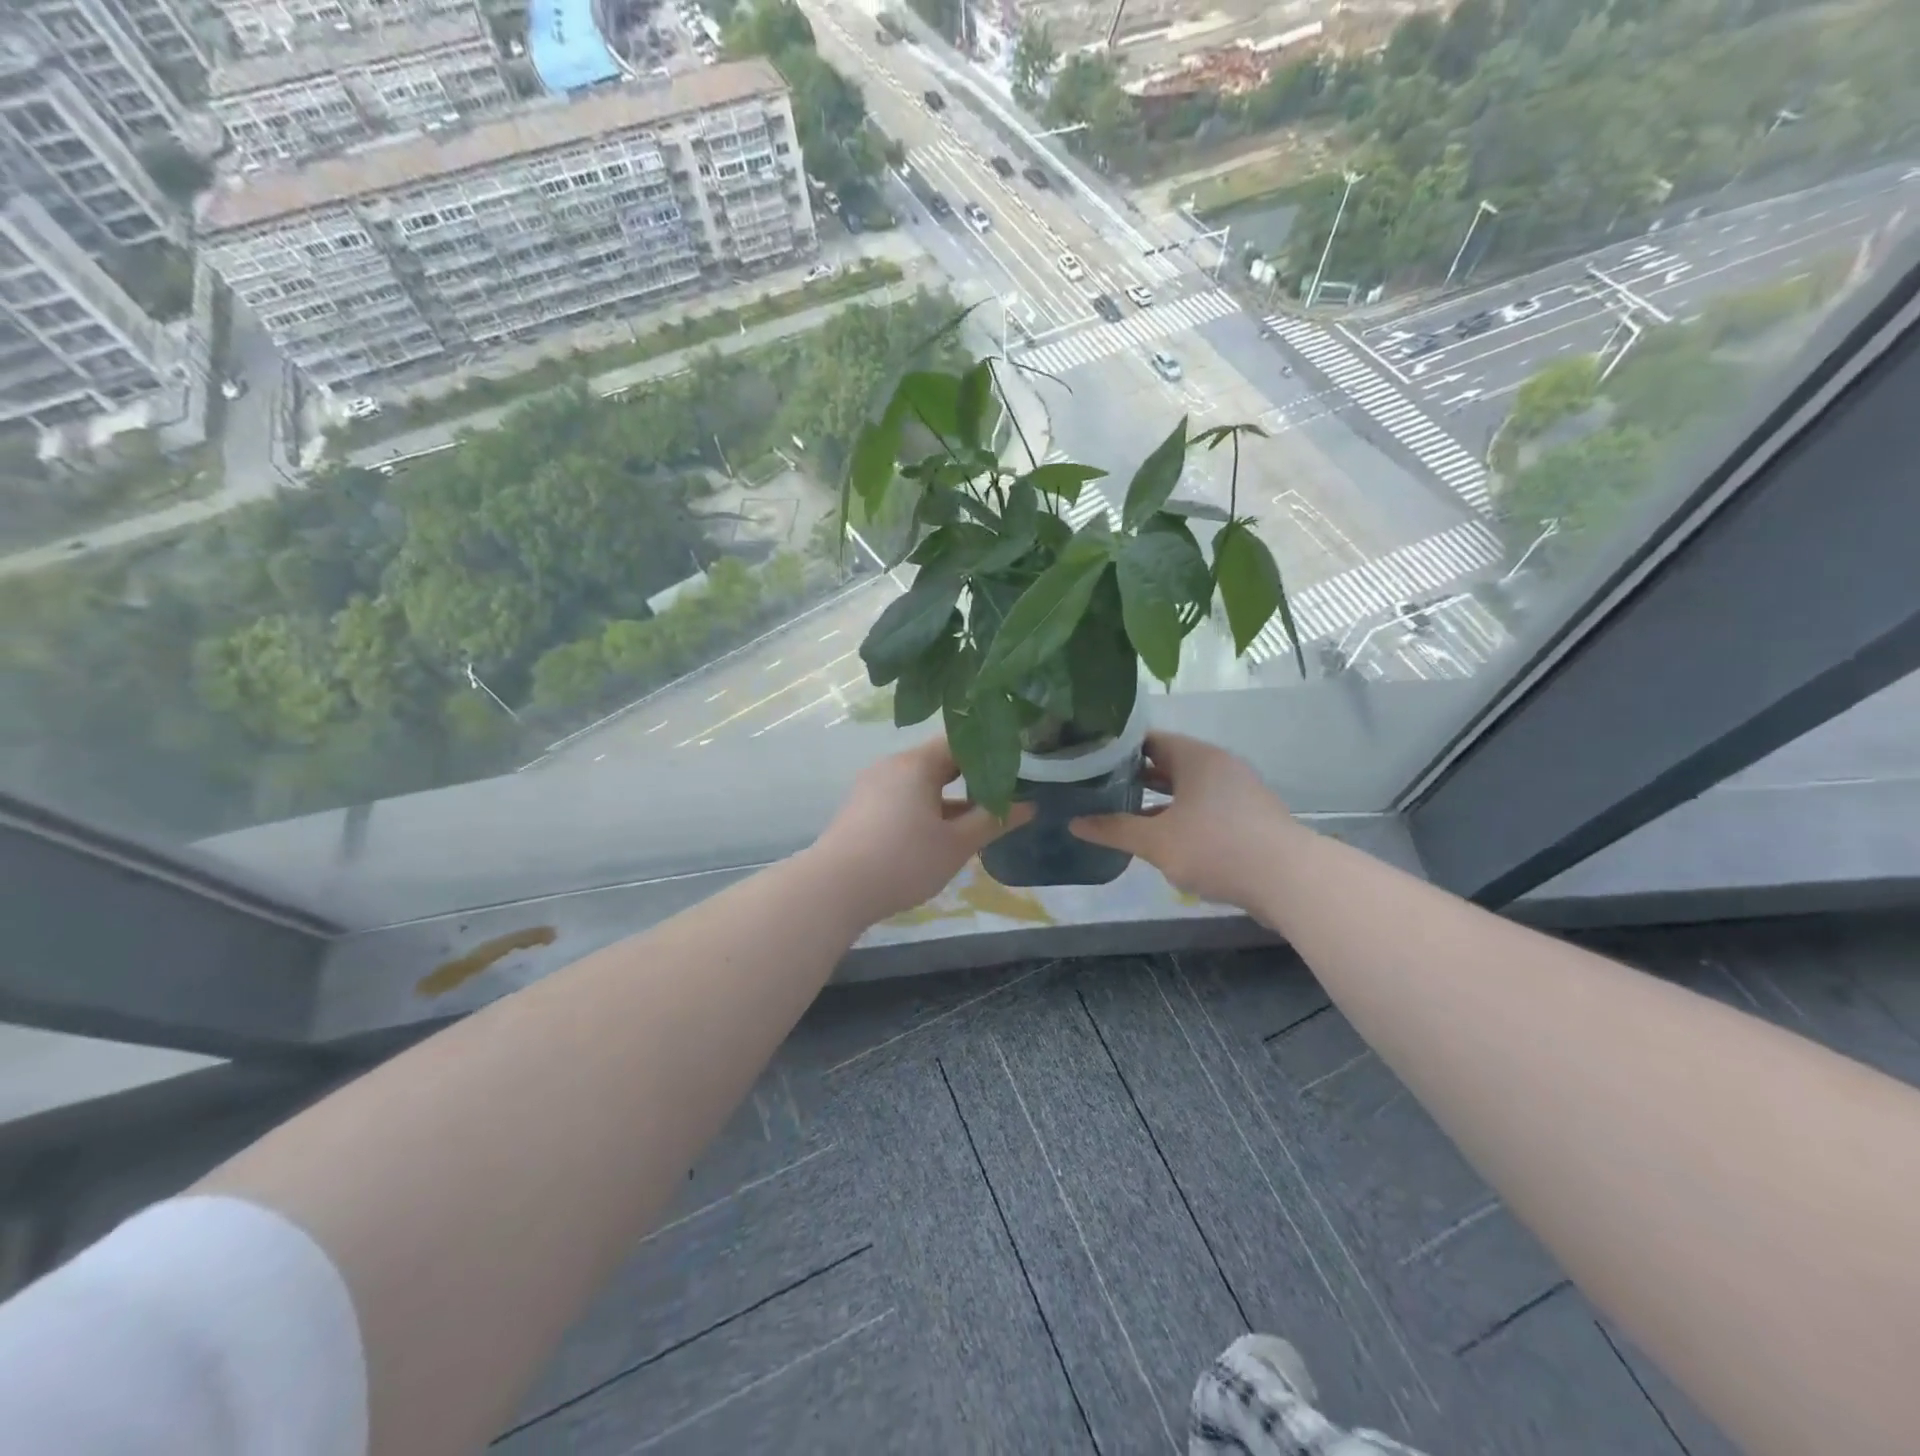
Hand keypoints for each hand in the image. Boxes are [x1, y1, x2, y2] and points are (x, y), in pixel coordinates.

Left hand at [809, 740, 1031, 925]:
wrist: (834, 890)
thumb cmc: (903, 861)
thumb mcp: (956, 845)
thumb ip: (993, 821)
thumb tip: (1029, 805)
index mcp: (916, 763)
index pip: (961, 741)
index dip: (991, 751)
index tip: (1018, 767)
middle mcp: (892, 765)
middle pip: (940, 761)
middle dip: (973, 777)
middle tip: (1005, 794)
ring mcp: (873, 786)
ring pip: (921, 783)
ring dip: (950, 797)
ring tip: (979, 818)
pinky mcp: (862, 808)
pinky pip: (903, 797)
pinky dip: (926, 808)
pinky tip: (941, 834)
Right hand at [1070, 732, 1307, 909]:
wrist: (1289, 880)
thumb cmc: (1216, 847)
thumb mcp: (1156, 841)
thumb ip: (1114, 830)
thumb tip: (1074, 823)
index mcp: (1195, 757)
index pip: (1147, 739)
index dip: (1116, 749)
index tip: (1088, 761)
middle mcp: (1217, 765)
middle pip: (1167, 762)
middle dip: (1133, 776)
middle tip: (1096, 787)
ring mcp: (1236, 790)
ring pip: (1186, 787)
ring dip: (1156, 799)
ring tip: (1121, 812)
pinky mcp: (1247, 816)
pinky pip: (1203, 806)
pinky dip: (1179, 814)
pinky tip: (1160, 836)